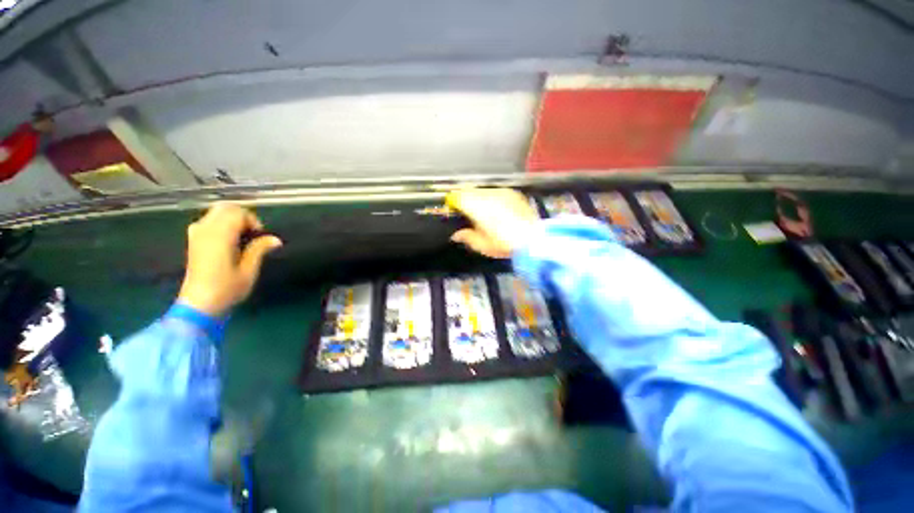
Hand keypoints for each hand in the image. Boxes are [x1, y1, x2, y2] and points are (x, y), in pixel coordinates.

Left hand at [177, 203, 281, 316]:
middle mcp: (205, 230)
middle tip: (253, 234)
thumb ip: (260, 249)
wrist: (199, 304)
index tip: (260, 237)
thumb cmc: (227, 288)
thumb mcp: (249, 270)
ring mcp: (196, 234)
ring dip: (232, 220)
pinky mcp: (193, 241)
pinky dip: (222, 224)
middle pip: (225, 208)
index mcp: (220, 236)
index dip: (253, 221)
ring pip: (216, 213)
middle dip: (243, 216)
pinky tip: (229, 241)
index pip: (238, 213)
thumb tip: (275, 239)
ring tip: (243, 238)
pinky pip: (209, 221)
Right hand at [446, 188, 539, 258]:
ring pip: (483, 190)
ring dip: (479, 198)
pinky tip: (498, 210)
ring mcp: (502, 191)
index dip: (453, 203)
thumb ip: (466, 237)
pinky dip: (493, 199)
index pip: (457, 196)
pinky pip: (497, 192)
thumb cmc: (504, 244)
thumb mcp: (482, 245)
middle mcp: (488, 194)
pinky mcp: (513, 193)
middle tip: (468, 214)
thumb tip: (456, 234)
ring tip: (485, 213)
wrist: (534, 239)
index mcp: (476, 206)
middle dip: (465, 199)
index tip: (453, 211)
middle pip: (469, 190)